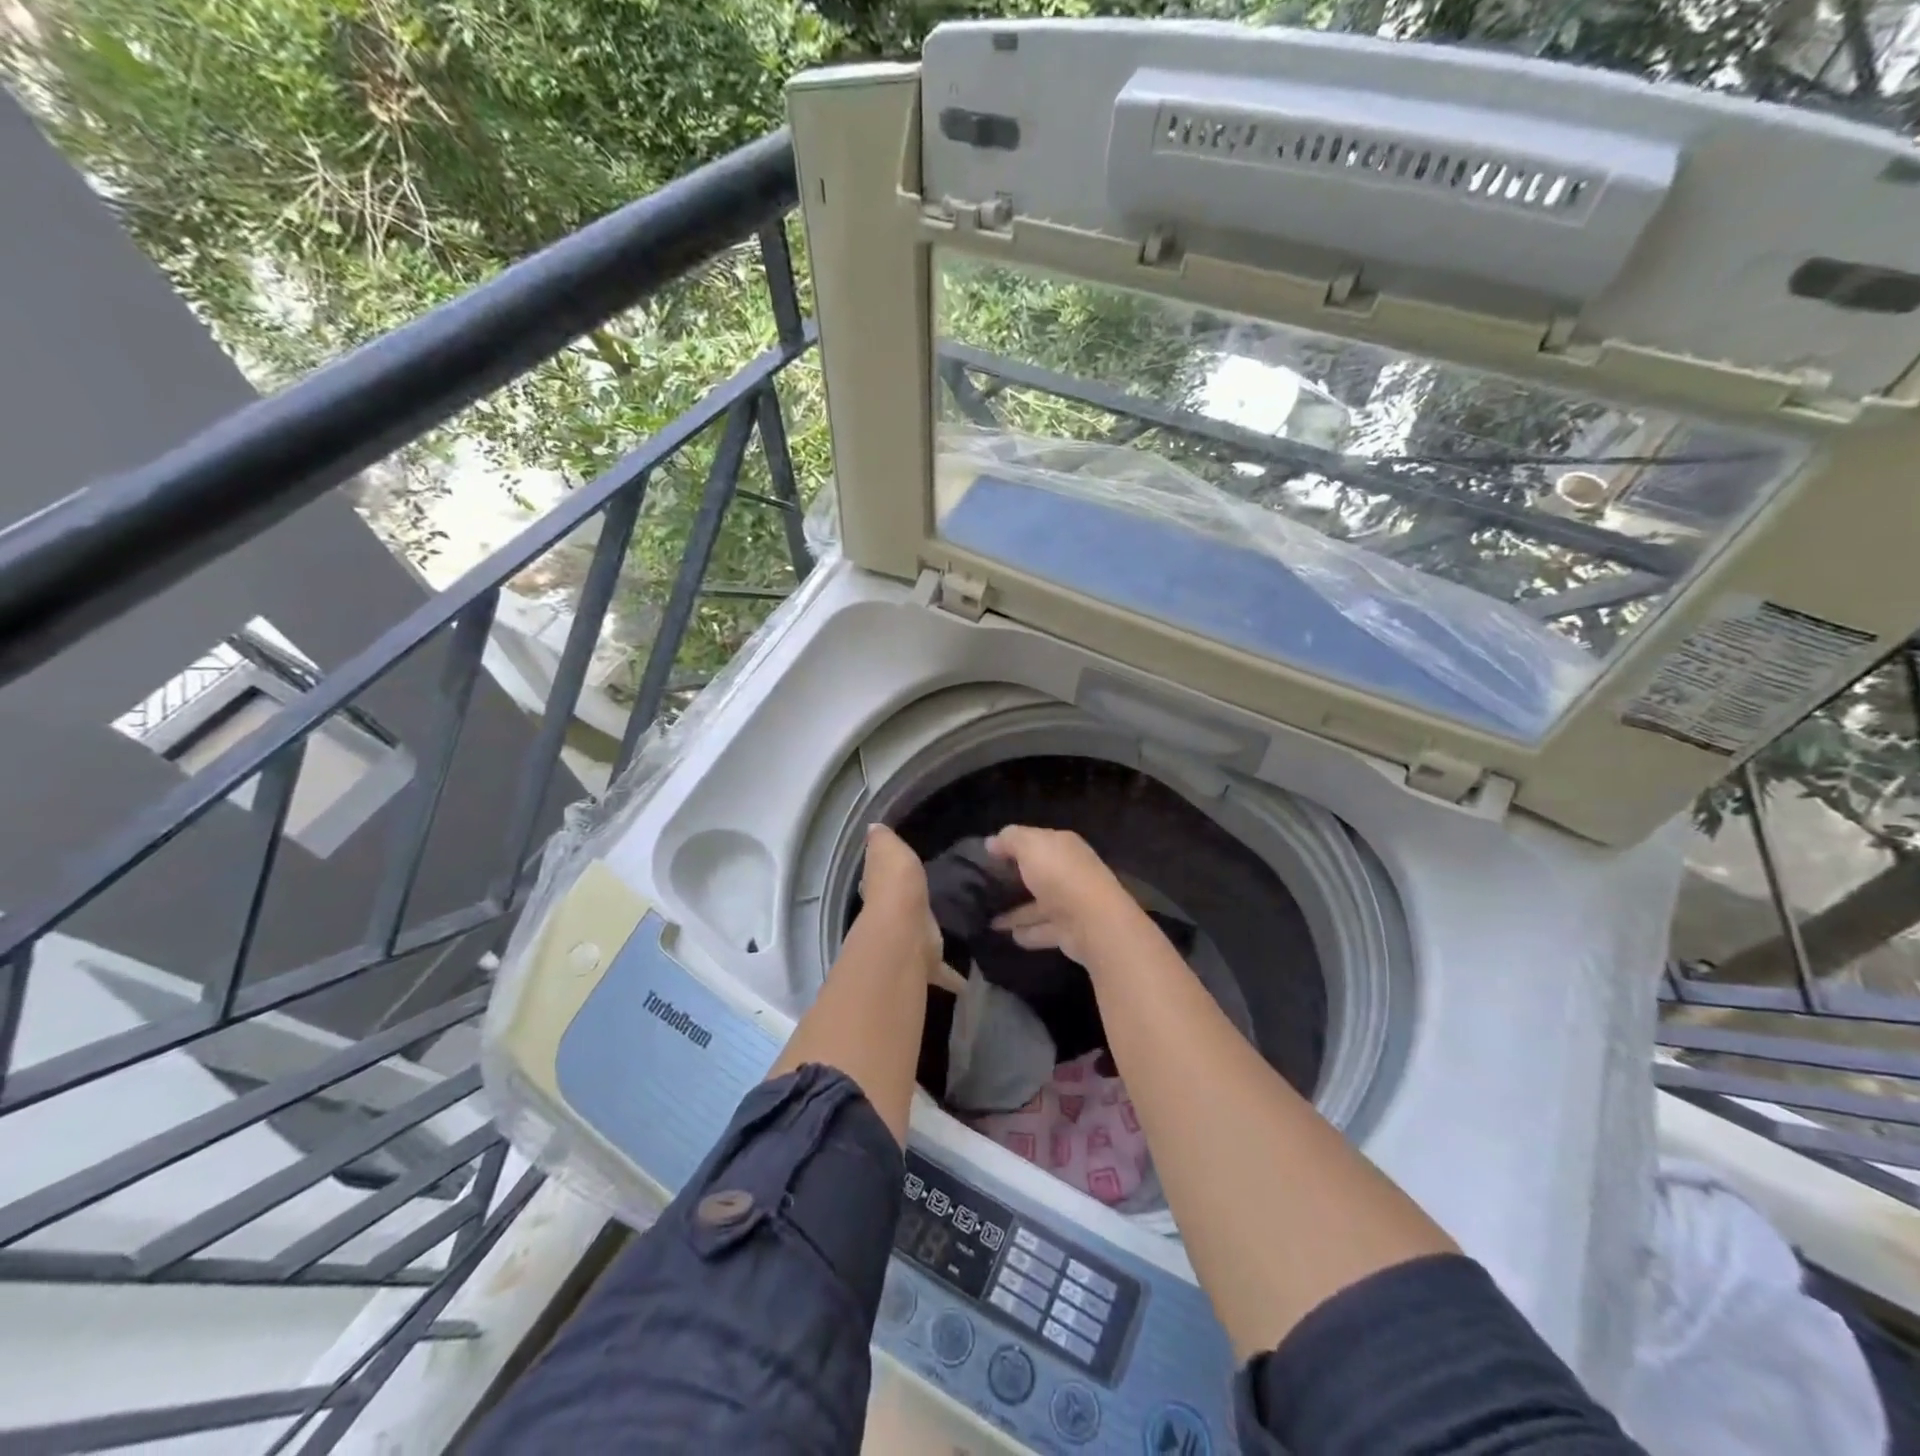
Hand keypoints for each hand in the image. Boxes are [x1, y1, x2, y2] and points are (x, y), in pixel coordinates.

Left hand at [858, 824, 942, 982]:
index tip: (900, 874)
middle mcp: (890, 918)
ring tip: (950, 937)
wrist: (902, 932)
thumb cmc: (896, 887)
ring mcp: (906, 942)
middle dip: (908, 910)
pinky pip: (941, 971)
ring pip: (917, 940)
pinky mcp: (925, 964)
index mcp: (882, 889)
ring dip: (926, 942)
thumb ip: (884, 841)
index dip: (886, 876)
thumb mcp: (889, 851)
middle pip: (898, 912)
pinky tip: (966, 983)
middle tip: (927, 906)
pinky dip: (952, 977)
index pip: (880, 880)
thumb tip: (873, 826)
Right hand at [984, 825, 1144, 968]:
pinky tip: (1007, 935)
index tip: (987, 855)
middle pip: (1038, 874)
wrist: (1093, 922)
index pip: (1036, 841)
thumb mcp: (1030, 846)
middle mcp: (1069, 872)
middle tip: (984, 886)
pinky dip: (1026, 932)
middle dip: (1014, 879)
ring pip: (1037, 905)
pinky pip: (1041, 930)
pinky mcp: (1068, 931)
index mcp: (1063, 847)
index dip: (1012, 845)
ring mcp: (1070, 904)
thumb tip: (991, 842)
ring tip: (987, 916)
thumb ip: (1010, 840)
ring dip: (1016, 911)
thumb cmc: (1060, 875)